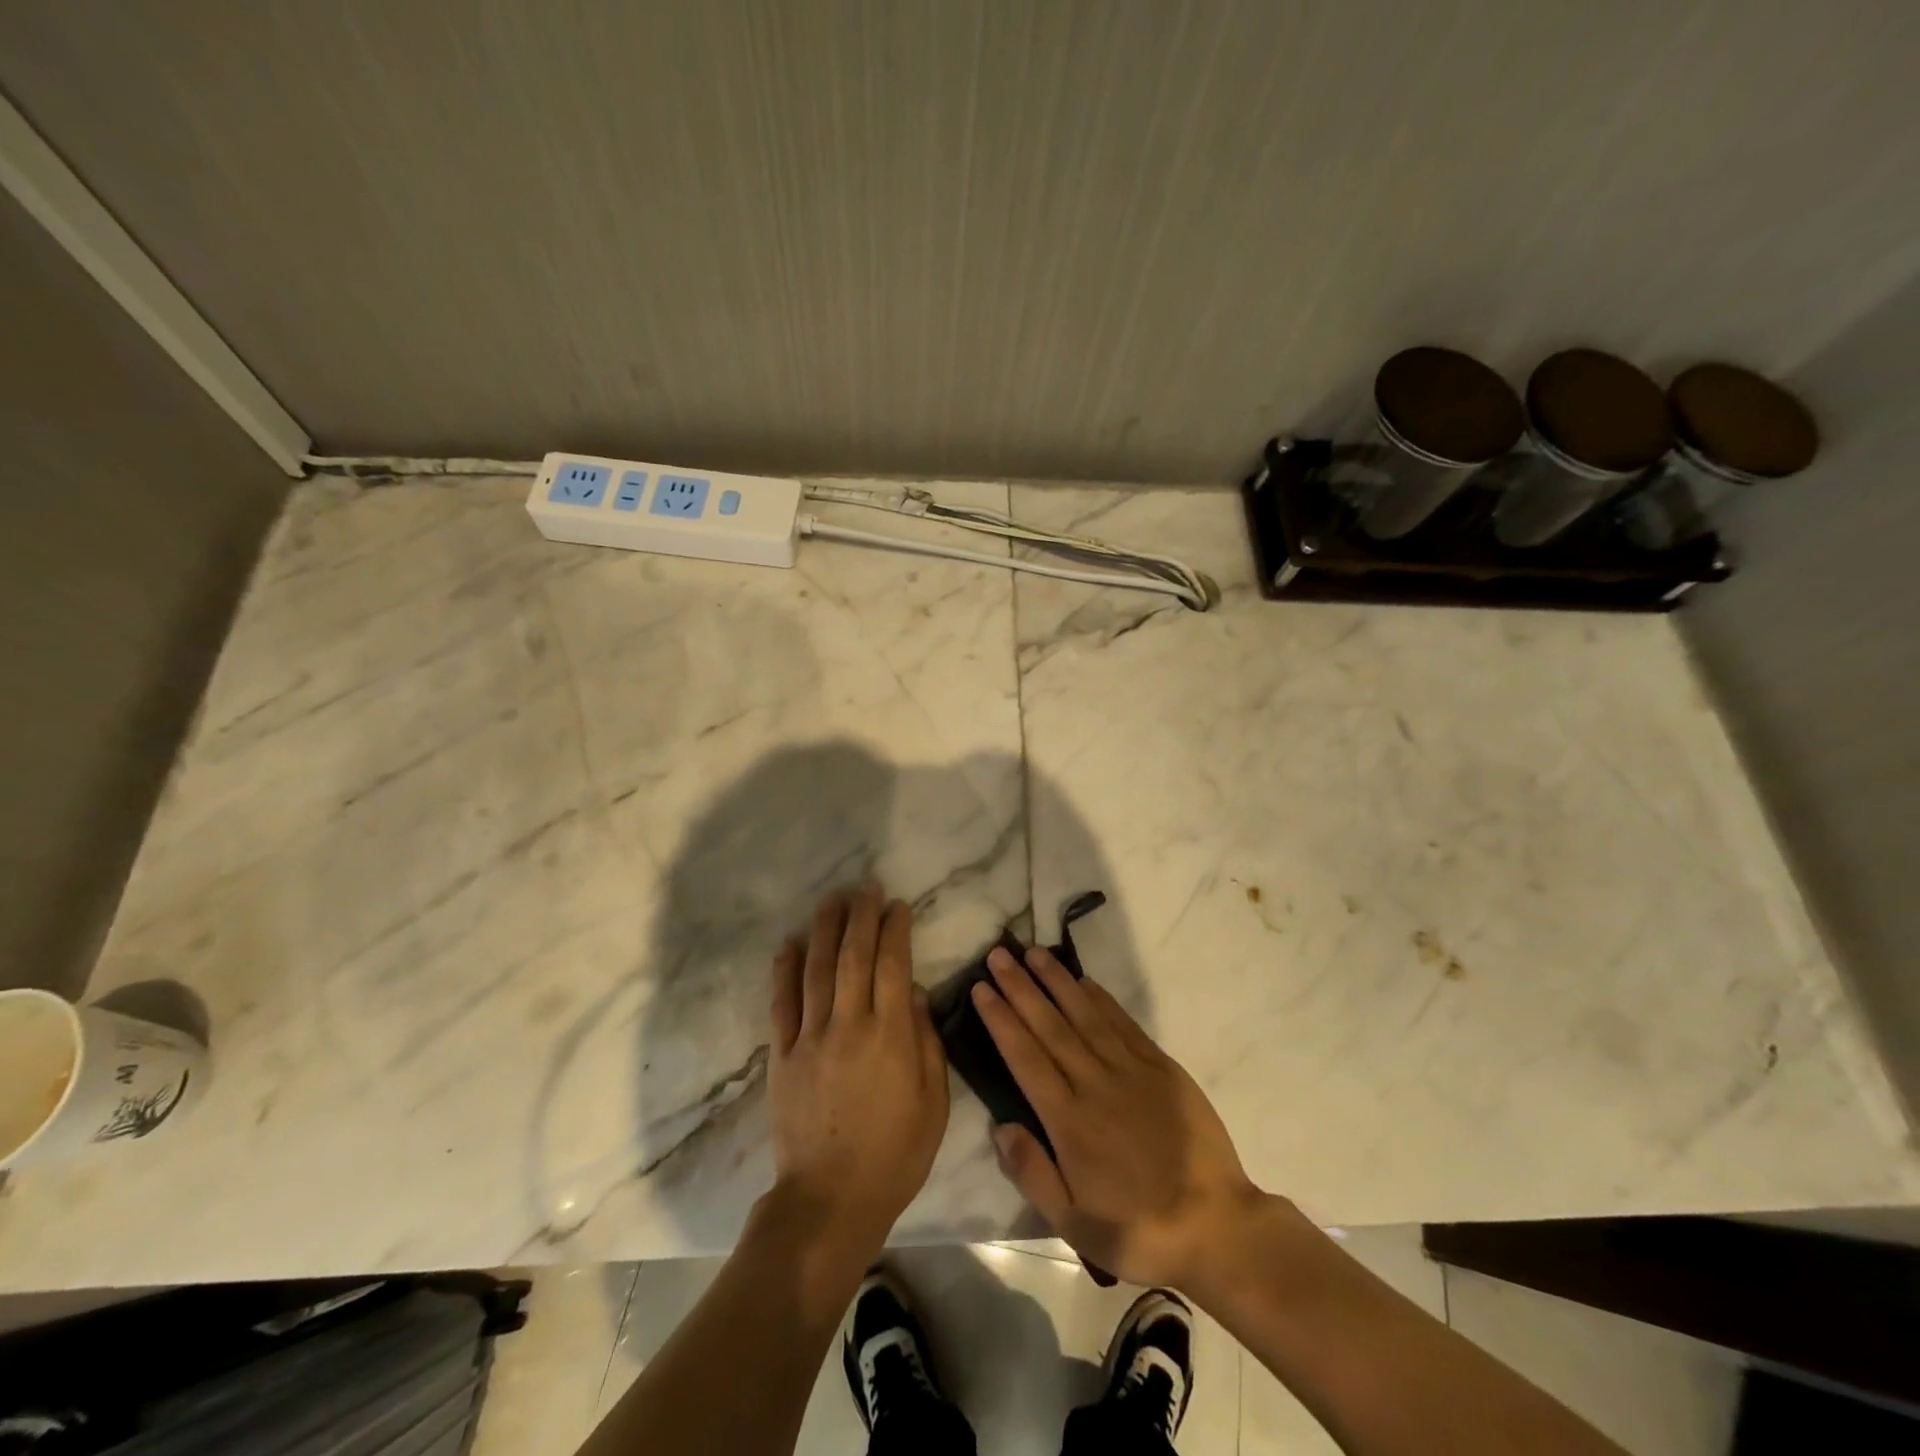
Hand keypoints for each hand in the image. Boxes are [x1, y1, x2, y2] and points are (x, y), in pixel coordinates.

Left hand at [766, 886, 949, 1257]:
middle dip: (861, 917)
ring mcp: (810, 1037)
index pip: (894, 965)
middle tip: (865, 888)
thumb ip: (926, 1043)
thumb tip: (916, 994)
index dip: (895, 930)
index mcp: (890, 1035)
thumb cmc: (894, 1154)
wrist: (830, 1200)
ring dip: (824, 930)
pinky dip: (784, 970)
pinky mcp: (781, 1055)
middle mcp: (849, 1025)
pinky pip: (781, 1003)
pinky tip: (789, 944)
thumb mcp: (934, 1103)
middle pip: (853, 957)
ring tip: (832, 900)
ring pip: (816, 970)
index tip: (897, 905)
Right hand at [973, 945, 1262, 1289]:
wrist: (1217, 1227)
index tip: (981, 989)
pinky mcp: (1162, 1067)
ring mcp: (1131, 1071)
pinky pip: (1124, 1024)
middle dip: (1020, 988)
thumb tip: (1000, 1125)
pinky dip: (1101, 999)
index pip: (1025, 1058)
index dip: (1001, 1020)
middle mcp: (1095, 1085)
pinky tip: (1083, 981)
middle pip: (1050, 1027)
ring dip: (1057, 982)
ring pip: (1085, 1016)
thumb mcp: (1075, 1224)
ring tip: (1033, 953)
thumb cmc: (1138, 1230)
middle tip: (998, 955)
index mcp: (1070, 1122)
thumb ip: (1033, 1173)